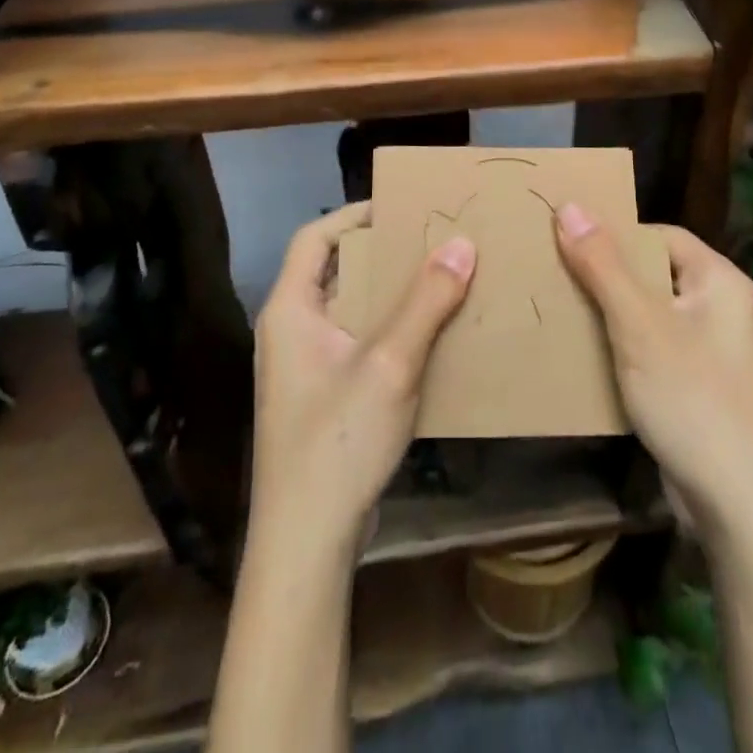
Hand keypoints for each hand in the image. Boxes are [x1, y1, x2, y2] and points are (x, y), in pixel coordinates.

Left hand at [249, 203, 477, 557]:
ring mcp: (306, 368)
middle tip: (433, 241)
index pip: (315, 238)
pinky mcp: (324, 398)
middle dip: (383, 254)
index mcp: (290, 310)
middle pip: (336, 271)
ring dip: (392, 295)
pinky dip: (392, 332)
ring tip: (442, 281)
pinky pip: (360, 345)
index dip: (355, 215)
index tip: (402, 207)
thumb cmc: (337, 440)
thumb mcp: (389, 363)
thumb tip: (461, 243)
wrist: (306, 545)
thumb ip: (426, 301)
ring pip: (351, 310)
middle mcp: (291, 331)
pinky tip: (433, 338)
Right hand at [556, 205, 752, 547]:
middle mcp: (722, 308)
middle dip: (605, 276)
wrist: (741, 509)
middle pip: (653, 274)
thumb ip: (603, 266)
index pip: (659, 235)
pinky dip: (623, 349)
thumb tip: (569, 205)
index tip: (566, 242)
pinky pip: (655, 350)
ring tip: (561, 311)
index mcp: (720, 281)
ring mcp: (713, 351)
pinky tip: (587, 357)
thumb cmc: (693, 400)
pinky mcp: (701, 387)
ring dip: (610, 315)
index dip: (614, 235)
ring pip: (650, 315)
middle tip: (555, 276)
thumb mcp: (639, 326)